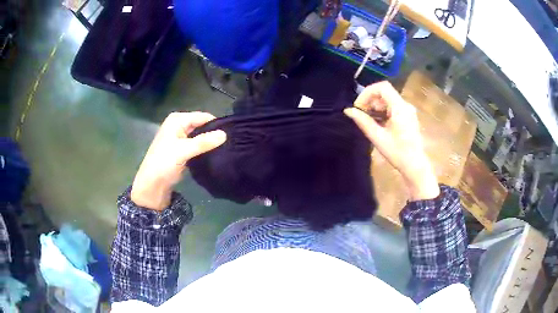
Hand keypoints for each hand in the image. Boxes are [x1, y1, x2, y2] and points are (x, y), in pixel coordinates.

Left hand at [131, 112, 226, 209]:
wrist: (153, 184)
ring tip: (225, 148)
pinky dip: (205, 148)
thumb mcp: (183, 151)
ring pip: (200, 136)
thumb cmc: (164, 163)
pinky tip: (215, 153)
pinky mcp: (183, 149)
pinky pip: (197, 145)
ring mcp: (181, 137)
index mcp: (177, 120)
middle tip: (229, 143)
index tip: (231, 134)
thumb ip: (204, 142)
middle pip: (202, 125)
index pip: (202, 117)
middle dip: (213, 133)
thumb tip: (225, 134)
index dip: (215, 124)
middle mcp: (179, 125)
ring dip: (209, 142)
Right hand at [344, 81, 439, 200]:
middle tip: (361, 114)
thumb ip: (363, 122)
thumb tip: (348, 111)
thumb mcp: (378, 138)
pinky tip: (378, 124)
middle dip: (370, 100)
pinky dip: (382, 111)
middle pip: (384, 93)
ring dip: (375, 106)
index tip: (359, 106)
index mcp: (400, 108)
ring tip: (368, 120)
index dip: (367, 92)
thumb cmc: (398, 153)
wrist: (415, 165)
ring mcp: (408, 110)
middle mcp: (405, 105)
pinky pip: (393, 107)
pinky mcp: (408, 116)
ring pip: (388, 99)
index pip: (382, 87)